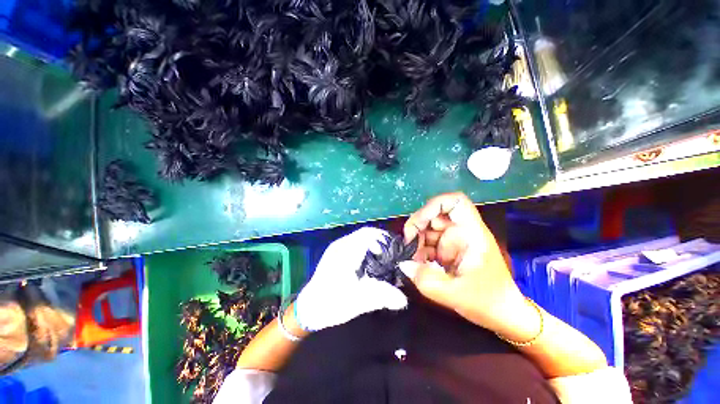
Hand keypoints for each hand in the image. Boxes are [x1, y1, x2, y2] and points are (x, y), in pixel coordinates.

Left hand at [295, 227, 407, 331]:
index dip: (385, 239)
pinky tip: (372, 262)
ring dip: (375, 244)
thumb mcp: (357, 301)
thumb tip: (403, 299)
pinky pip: (356, 243)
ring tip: (385, 258)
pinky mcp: (337, 253)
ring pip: (361, 238)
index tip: (397, 251)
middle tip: (394, 255)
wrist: (309, 309)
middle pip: (366, 234)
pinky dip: (367, 248)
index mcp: (345, 251)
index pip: (368, 234)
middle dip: (382, 241)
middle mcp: (341, 244)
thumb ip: (380, 297)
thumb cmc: (331, 303)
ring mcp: (338, 247)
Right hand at [399, 192, 526, 334]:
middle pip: (434, 215)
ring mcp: (452, 240)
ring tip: (413, 261)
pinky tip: (417, 265)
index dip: (434, 205)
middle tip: (408, 246)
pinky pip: (427, 243)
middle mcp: (461, 232)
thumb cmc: (487, 301)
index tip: (420, 223)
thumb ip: (426, 280)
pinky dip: (418, 251)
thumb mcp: (455, 294)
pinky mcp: (446, 250)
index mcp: (471, 233)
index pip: (455, 202)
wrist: (501, 313)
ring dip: (416, 242)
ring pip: (427, 229)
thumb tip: (403, 264)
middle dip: (417, 227)